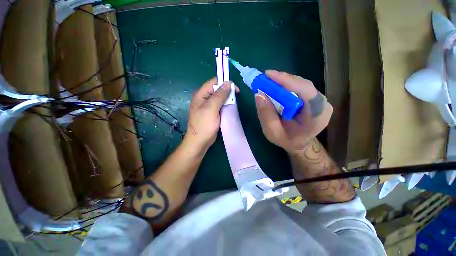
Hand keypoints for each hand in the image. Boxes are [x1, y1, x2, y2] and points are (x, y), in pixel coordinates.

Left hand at [184, 78, 237, 151]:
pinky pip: (220, 105)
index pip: (213, 82)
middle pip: (217, 90)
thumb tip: (228, 83)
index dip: (224, 83)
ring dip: (227, 99)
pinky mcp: (212, 113)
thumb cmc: (204, 124)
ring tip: (234, 103)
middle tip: (236, 97)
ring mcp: (208, 106)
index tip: (235, 89)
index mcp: (201, 95)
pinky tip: (230, 108)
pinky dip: (225, 105)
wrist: (199, 141)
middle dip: (227, 92)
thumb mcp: (211, 108)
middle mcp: (204, 98)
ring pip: (219, 98)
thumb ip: (219, 95)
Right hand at [255, 70, 332, 153]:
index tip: (268, 75)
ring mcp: (319, 100)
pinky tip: (276, 87)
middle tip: (265, 78)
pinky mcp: (313, 98)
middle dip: (282, 80)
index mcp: (317, 115)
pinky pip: (299, 88)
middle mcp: (322, 104)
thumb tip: (259, 95)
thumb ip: (266, 116)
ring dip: (283, 82)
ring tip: (268, 82)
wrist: (300, 144)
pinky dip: (286, 86)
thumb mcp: (273, 133)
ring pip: (301, 84)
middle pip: (303, 85)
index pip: (305, 91)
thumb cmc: (287, 140)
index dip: (287, 81)